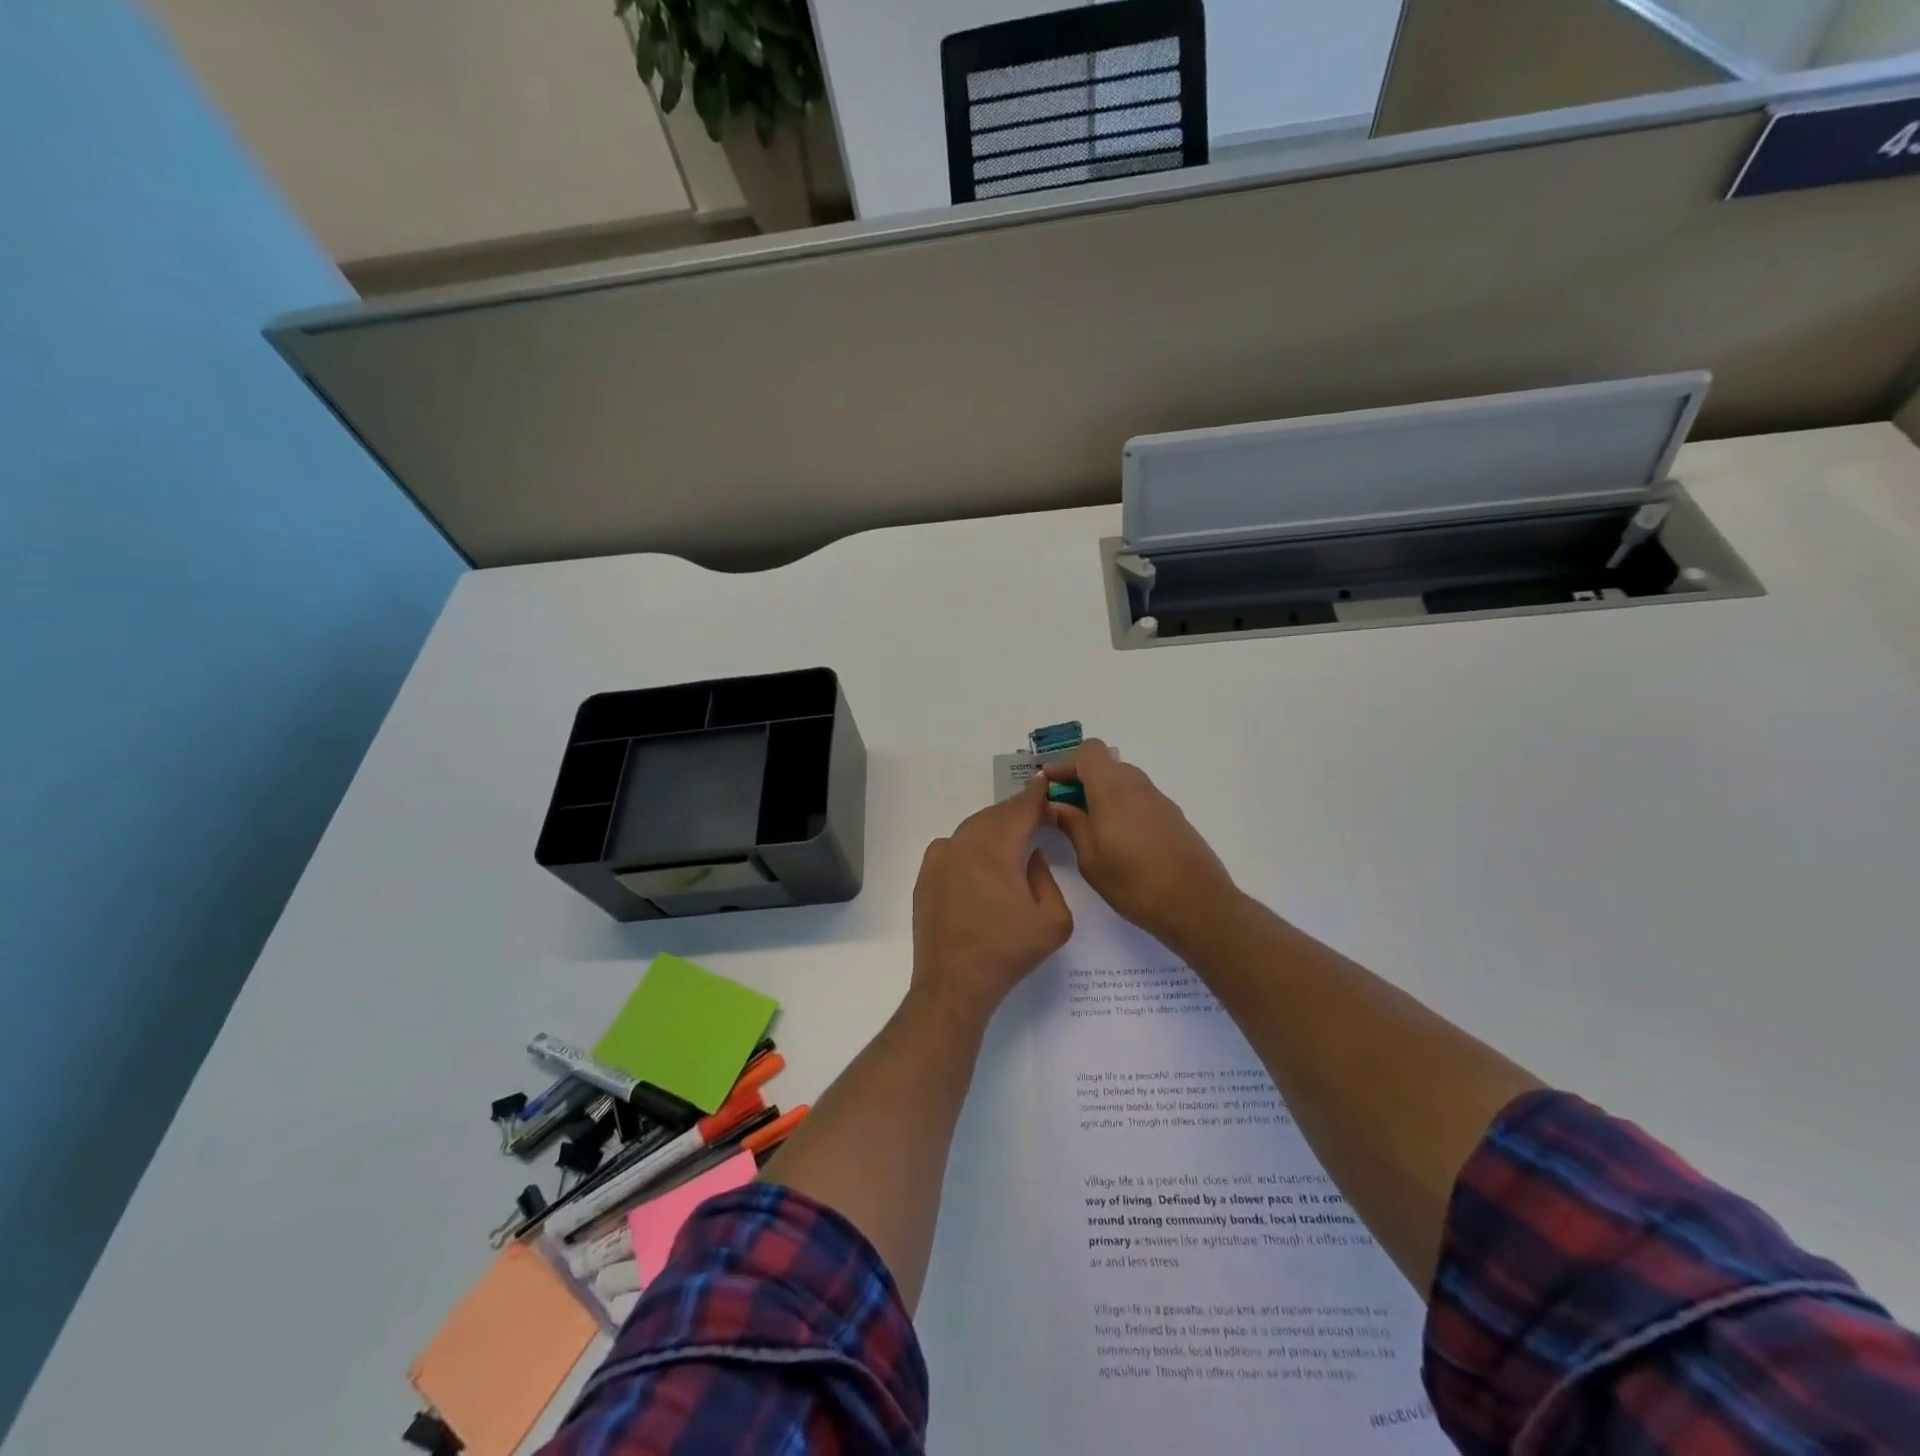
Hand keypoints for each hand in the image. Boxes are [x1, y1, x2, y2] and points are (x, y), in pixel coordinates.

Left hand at [910, 779, 1072, 1025]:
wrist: (953, 984)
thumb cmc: (1008, 952)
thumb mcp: (1054, 920)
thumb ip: (1047, 876)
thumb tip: (1031, 855)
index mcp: (996, 847)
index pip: (1021, 808)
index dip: (1036, 794)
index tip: (1047, 783)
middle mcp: (963, 842)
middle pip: (995, 815)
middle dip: (1017, 813)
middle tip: (1037, 817)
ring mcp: (939, 858)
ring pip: (973, 830)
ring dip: (994, 830)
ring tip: (1014, 841)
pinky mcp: (926, 875)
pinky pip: (953, 847)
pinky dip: (972, 846)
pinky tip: (983, 864)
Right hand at [1041, 739, 1237, 949]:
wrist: (1198, 904)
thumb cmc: (1135, 882)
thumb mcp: (1090, 858)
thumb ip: (1071, 824)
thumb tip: (1054, 804)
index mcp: (1112, 789)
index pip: (1088, 751)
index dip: (1066, 763)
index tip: (1050, 787)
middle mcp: (1137, 785)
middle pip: (1105, 763)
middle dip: (1081, 778)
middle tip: (1063, 808)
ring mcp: (1158, 799)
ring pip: (1123, 780)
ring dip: (1101, 792)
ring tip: (1087, 825)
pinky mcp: (1172, 815)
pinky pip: (1138, 797)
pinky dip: (1121, 805)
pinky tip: (1117, 837)